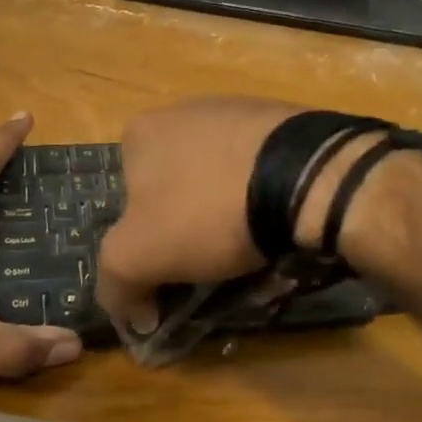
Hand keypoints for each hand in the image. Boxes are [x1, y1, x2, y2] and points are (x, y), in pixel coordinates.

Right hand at [95, 96, 300, 334]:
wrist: (304, 177)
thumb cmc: (208, 210)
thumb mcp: (138, 255)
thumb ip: (117, 282)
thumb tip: (134, 312)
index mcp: (142, 132)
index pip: (129, 198)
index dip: (147, 239)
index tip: (173, 267)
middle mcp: (185, 109)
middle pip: (177, 184)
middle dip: (190, 222)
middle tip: (215, 258)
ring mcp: (238, 110)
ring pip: (221, 175)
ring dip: (229, 208)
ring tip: (254, 240)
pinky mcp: (284, 121)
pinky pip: (263, 166)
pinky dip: (266, 192)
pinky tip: (281, 216)